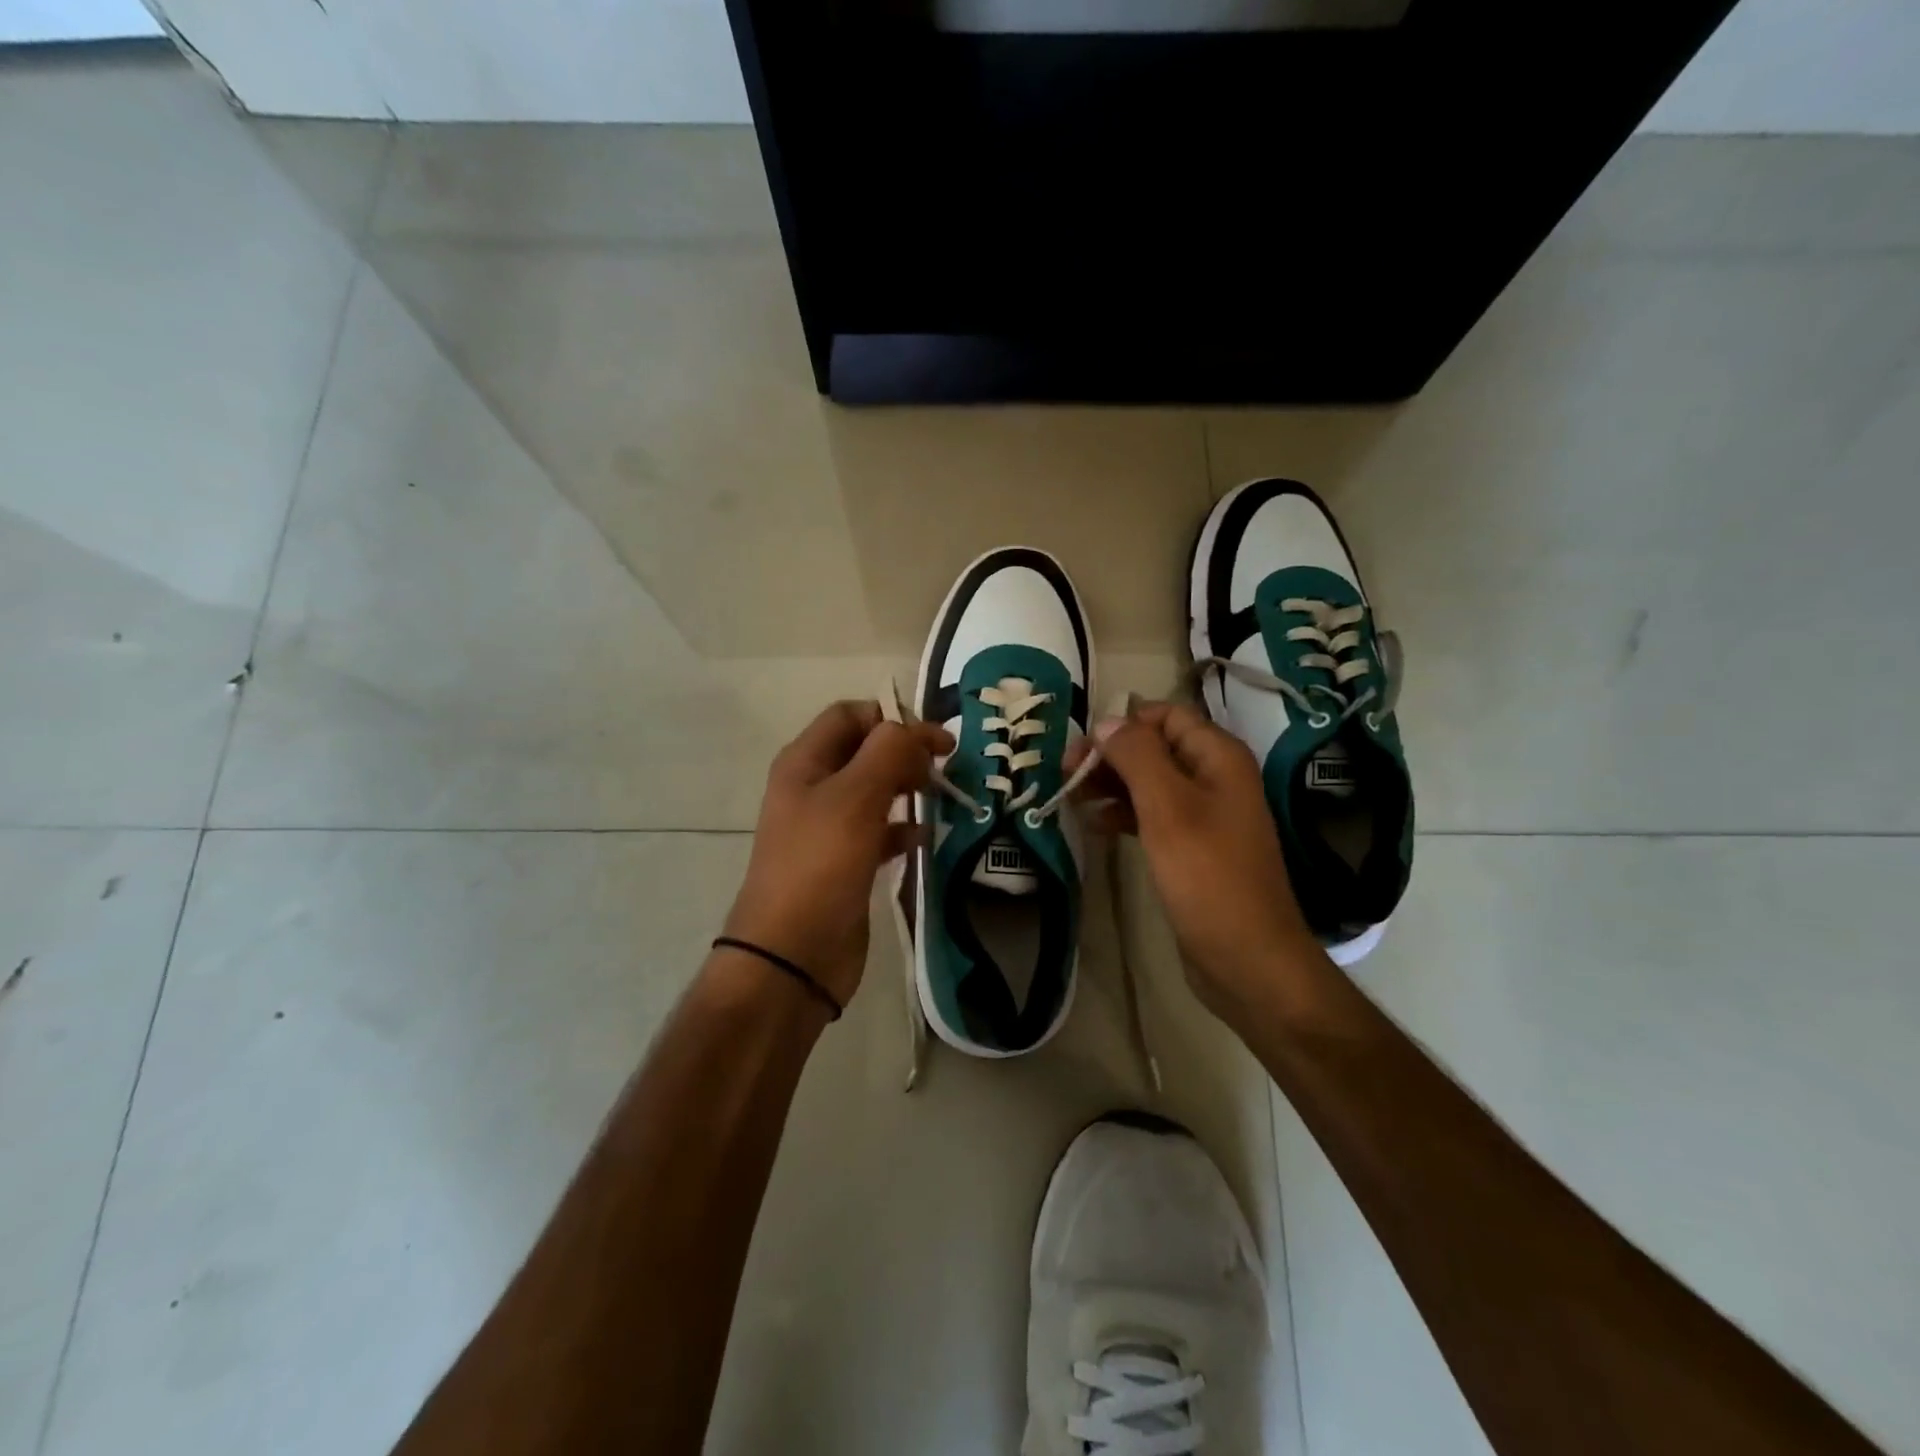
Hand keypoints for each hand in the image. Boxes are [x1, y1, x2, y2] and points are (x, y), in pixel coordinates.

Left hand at [723, 700, 951, 1007]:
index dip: (893, 719)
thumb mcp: (855, 798)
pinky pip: (879, 831)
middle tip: (944, 769)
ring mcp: (829, 827)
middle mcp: (814, 788)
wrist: (792, 954)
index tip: (934, 741)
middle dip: (906, 752)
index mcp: (805, 762)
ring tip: (942, 798)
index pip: (850, 715)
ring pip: (876, 790)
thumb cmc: (820, 865)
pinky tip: (922, 838)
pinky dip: (902, 828)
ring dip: (908, 788)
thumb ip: (888, 752)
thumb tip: (913, 729)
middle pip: (866, 751)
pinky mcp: (845, 862)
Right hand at [1070, 701, 1320, 1015]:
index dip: (1122, 724)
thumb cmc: (1207, 876)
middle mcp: (1214, 777)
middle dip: (1110, 755)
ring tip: (1072, 799)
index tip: (1082, 749)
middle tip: (1066, 775)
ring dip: (1111, 784)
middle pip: (1154, 747)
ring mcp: (1204, 814)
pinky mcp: (1191, 847)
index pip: (1165, 715)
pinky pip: (1152, 815)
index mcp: (1217, 757)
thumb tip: (1107, 722)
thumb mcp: (1167, 808)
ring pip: (1149, 782)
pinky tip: (1095, 826)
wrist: (1246, 958)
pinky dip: (1123, 814)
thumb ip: (1136, 757)